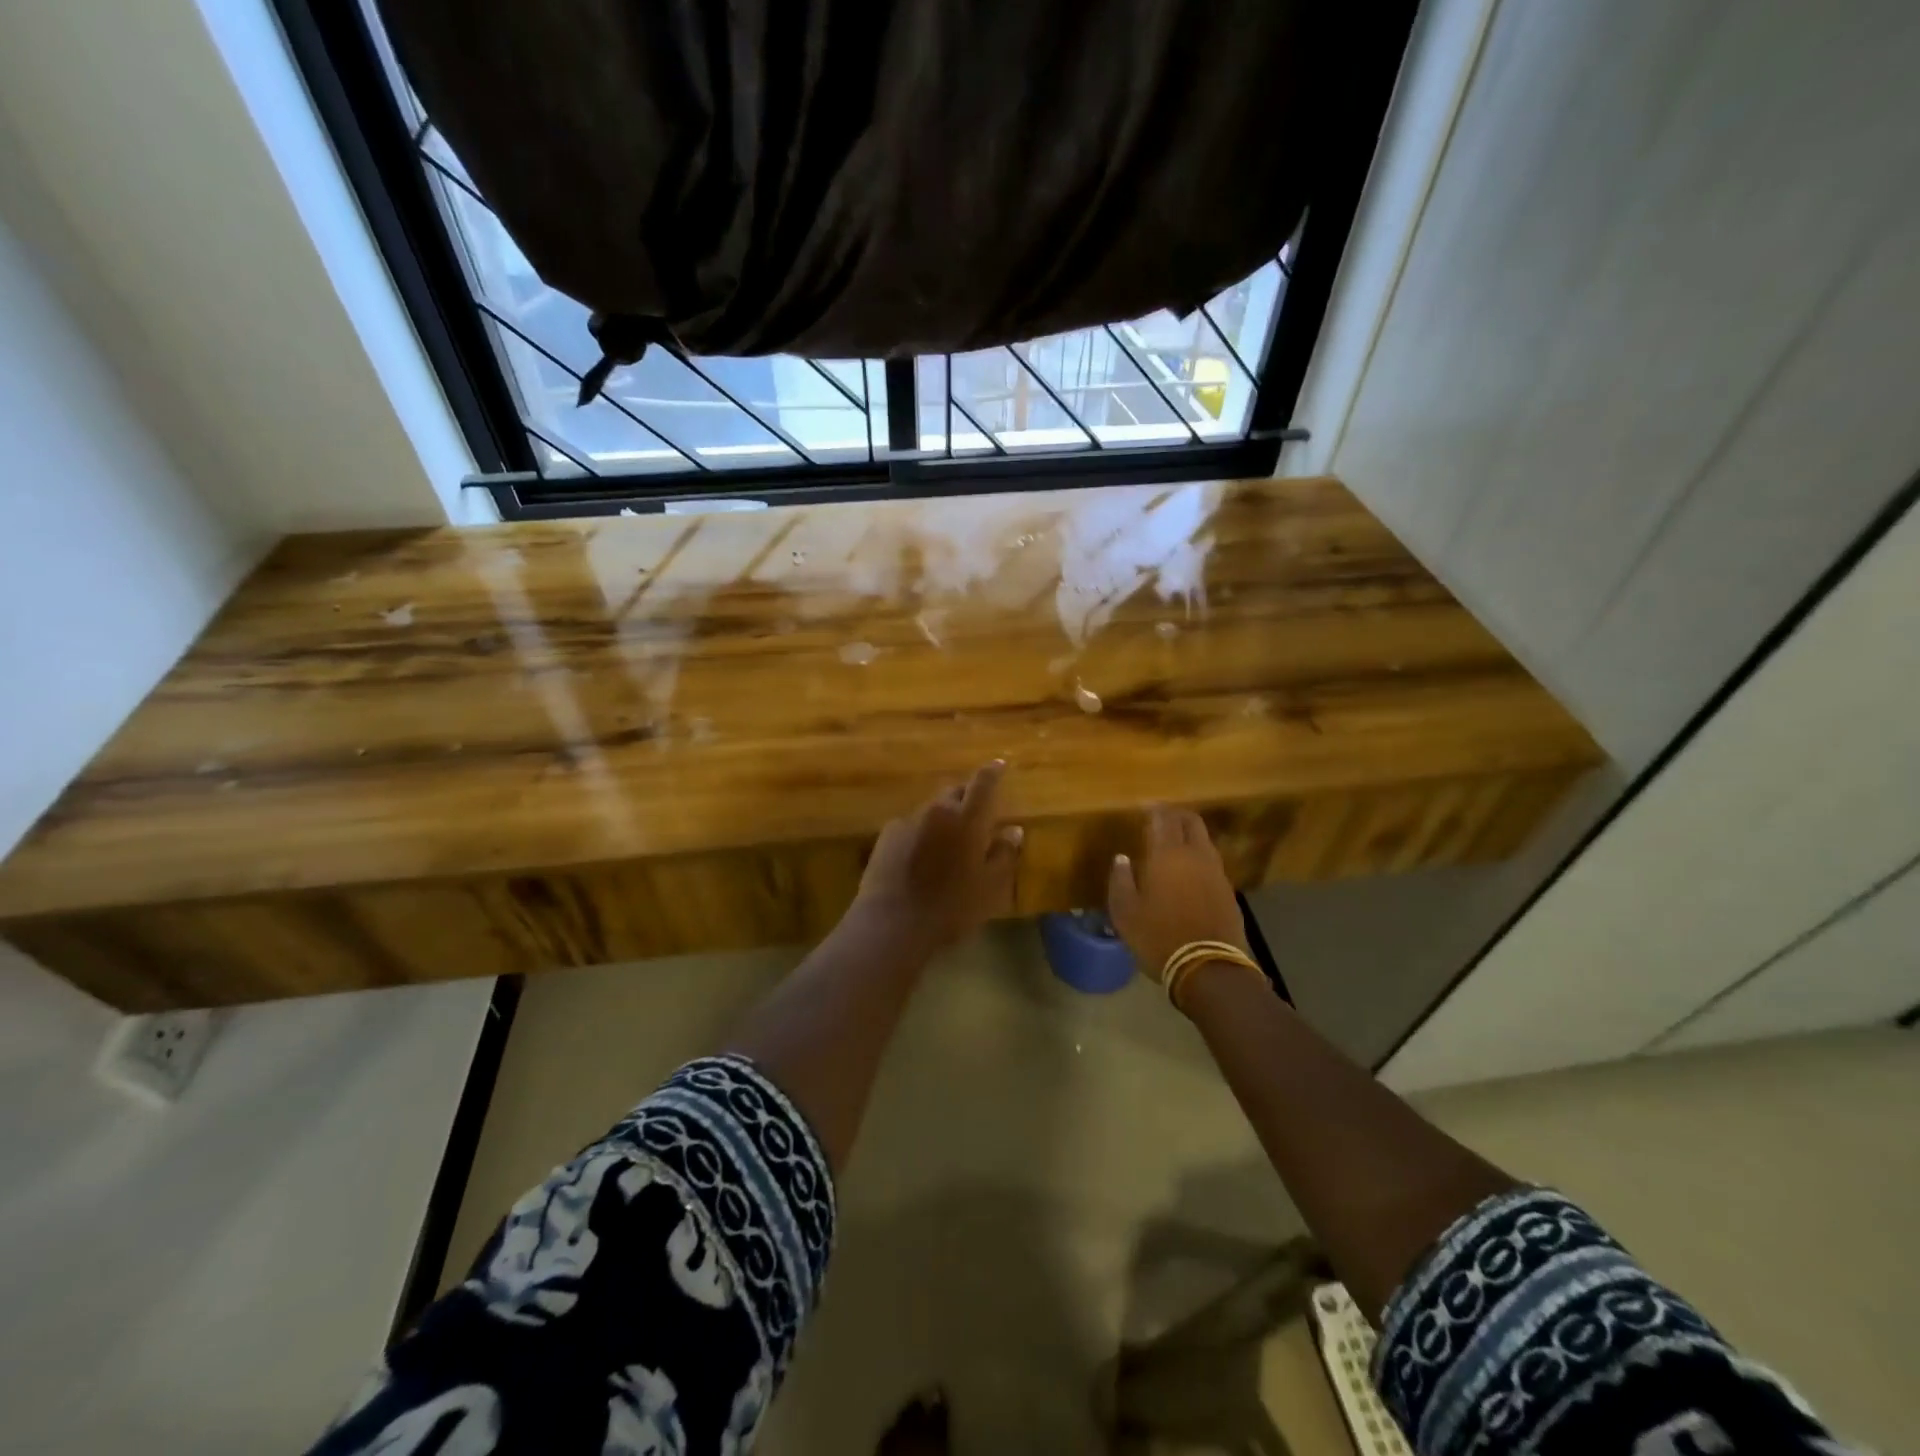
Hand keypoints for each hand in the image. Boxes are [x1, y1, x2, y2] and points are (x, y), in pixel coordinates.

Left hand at [854, 761, 1023, 951]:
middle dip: (967, 796)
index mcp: (967, 819)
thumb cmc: (951, 907)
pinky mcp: (885, 836)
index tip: (1000, 764)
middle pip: (954, 792)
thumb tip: (1013, 831)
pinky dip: (921, 832)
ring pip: (932, 809)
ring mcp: (907, 821)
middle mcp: (936, 811)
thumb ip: (1004, 854)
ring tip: (949, 840)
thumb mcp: (990, 886)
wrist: (892, 923)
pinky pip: (910, 825)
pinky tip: (921, 855)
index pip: (983, 783)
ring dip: (943, 817)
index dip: (993, 771)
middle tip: (976, 813)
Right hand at [1107, 807, 1249, 984]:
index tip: (1143, 807)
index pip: (1163, 818)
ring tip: (1173, 844)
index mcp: (1168, 855)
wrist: (1209, 969)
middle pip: (1191, 821)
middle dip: (1176, 815)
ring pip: (1204, 841)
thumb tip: (1122, 859)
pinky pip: (1211, 863)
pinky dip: (1198, 858)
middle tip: (1160, 818)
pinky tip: (1188, 872)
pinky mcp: (1228, 891)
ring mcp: (1216, 873)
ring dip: (1189, 836)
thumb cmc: (1158, 937)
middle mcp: (1196, 856)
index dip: (1154, 808)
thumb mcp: (1125, 912)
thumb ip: (1121, 880)